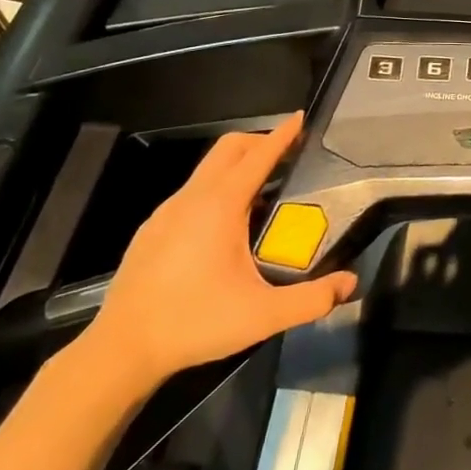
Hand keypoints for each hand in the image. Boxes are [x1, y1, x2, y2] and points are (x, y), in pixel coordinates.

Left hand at [82, 116, 357, 394]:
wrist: (120, 351)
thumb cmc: (194, 323)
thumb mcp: (262, 315)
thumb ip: (311, 299)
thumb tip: (350, 284)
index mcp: (220, 206)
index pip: (259, 156)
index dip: (283, 135)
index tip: (301, 118)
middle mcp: (192, 198)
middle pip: (229, 148)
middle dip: (260, 142)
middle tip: (287, 156)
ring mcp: (166, 212)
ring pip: (207, 170)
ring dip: (237, 168)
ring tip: (263, 195)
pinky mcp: (152, 230)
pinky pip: (191, 193)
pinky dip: (216, 190)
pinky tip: (224, 229)